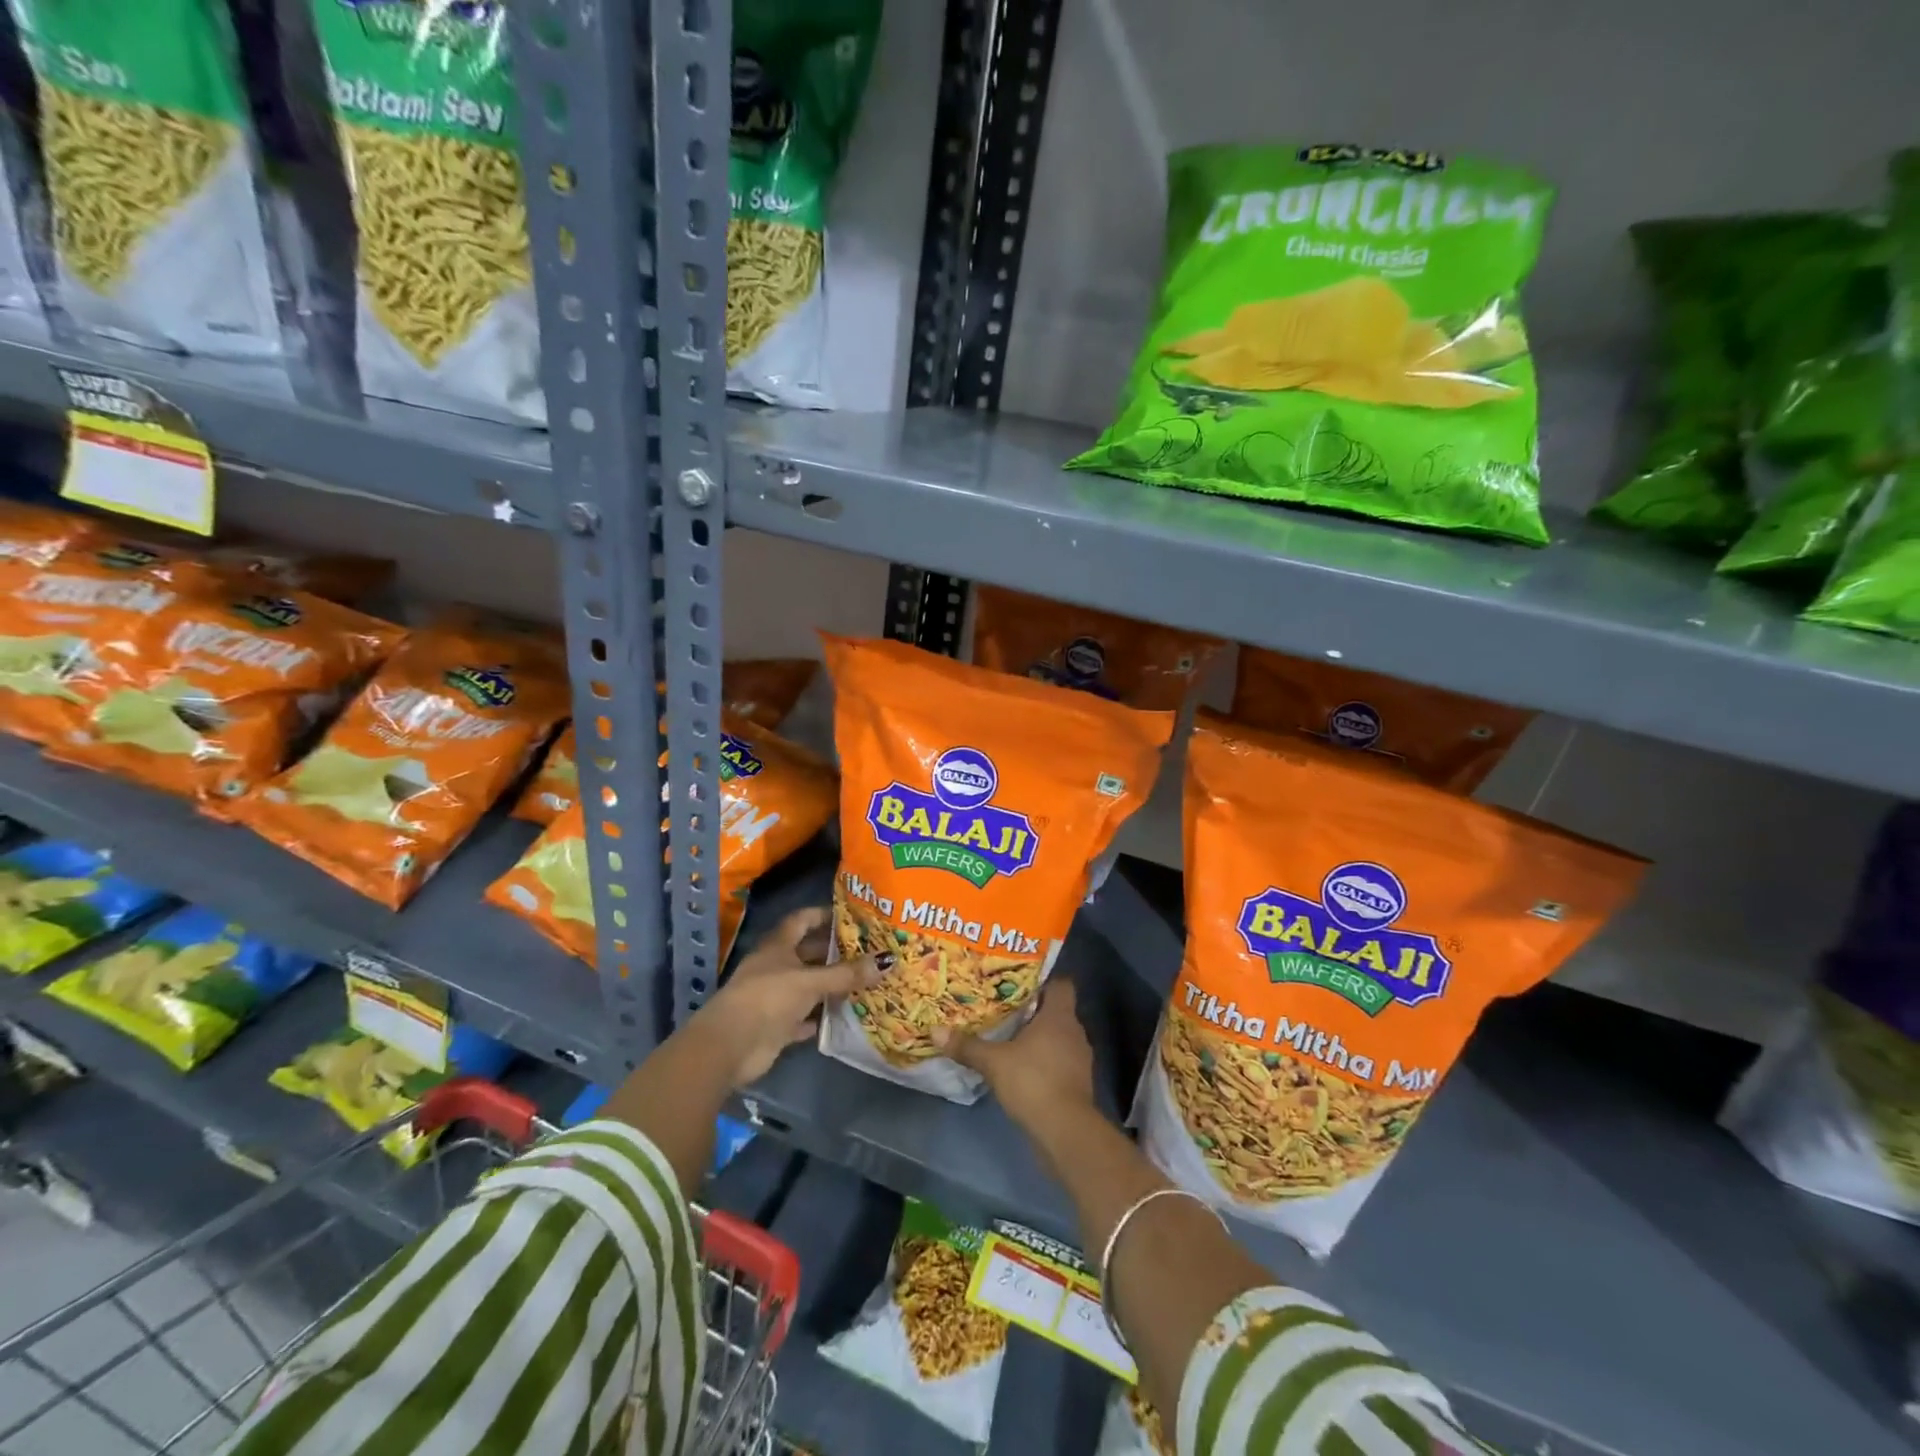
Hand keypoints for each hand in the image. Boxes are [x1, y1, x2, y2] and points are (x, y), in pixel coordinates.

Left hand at [692, 906, 878, 1087]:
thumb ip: (846, 974)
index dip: (823, 914)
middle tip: (869, 951)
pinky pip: (804, 1017)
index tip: (851, 915)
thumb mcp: (811, 981)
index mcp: (778, 946)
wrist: (730, 1046)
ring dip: (831, 986)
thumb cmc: (768, 998)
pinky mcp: (776, 1026)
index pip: (802, 920)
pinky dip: (821, 1017)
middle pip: (808, 954)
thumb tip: (887, 960)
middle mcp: (775, 967)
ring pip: (808, 986)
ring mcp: (774, 997)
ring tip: (865, 981)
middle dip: (835, 952)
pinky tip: (845, 1015)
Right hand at [932, 980, 1095, 1131]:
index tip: (1019, 983)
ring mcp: (1080, 1059)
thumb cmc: (1033, 1081)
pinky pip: (1059, 1061)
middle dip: (1033, 1010)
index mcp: (1059, 1016)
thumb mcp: (994, 1062)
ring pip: (1058, 1037)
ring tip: (1010, 1037)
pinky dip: (1044, 1061)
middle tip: (1005, 1008)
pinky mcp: (1078, 1083)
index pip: (1062, 984)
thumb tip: (935, 1031)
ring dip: (1039, 1038)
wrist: (1065, 1131)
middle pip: (1057, 1011)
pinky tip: (1022, 1068)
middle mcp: (1074, 1032)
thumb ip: (967, 1045)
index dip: (1043, 981)